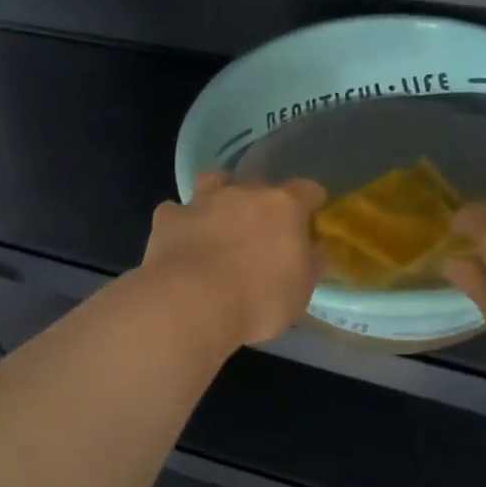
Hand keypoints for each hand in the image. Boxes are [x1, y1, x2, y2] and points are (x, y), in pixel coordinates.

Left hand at [141, 172, 326, 349]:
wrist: (192, 304)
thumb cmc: (259, 300)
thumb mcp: (301, 291)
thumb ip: (310, 263)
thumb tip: (316, 248)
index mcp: (284, 208)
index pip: (306, 190)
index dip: (310, 200)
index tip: (311, 213)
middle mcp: (244, 194)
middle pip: (259, 185)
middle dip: (263, 202)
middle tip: (262, 230)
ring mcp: (204, 202)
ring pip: (213, 182)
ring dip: (218, 194)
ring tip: (219, 217)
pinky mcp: (169, 219)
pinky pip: (176, 211)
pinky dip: (181, 222)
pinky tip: (181, 240)